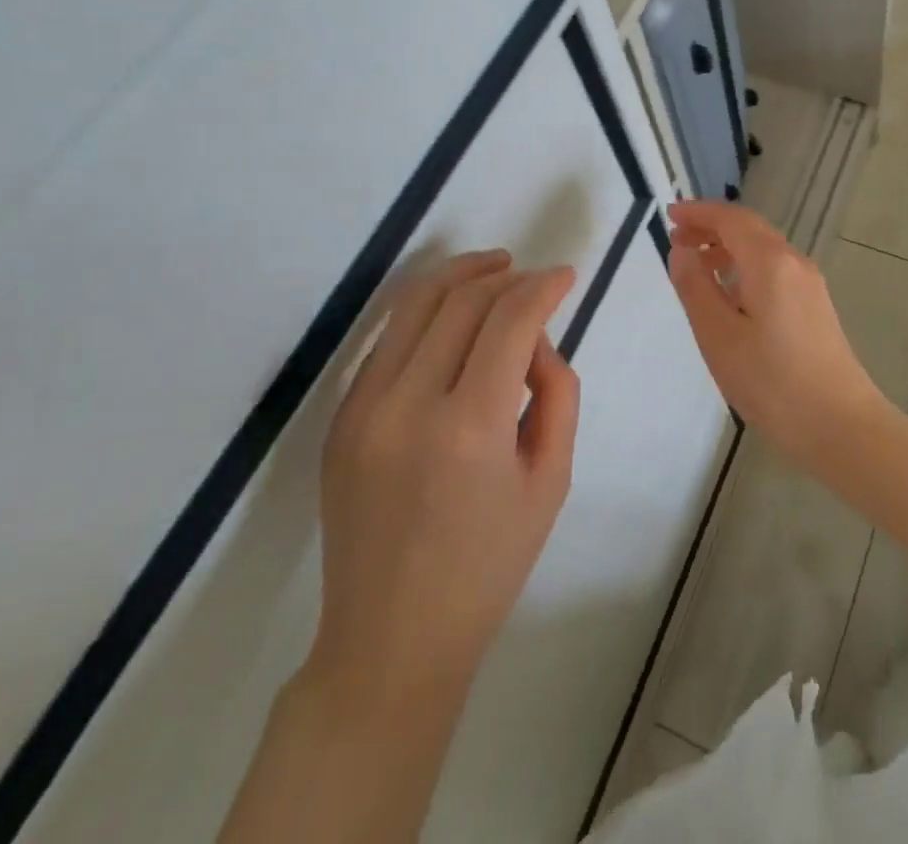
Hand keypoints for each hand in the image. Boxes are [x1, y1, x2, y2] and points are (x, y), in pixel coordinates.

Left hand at [303, 251, 579, 710]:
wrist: (391, 640)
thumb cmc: (488, 566)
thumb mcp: (551, 479)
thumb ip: (556, 392)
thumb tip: (535, 341)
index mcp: (469, 427)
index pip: (510, 320)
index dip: (544, 286)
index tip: (567, 275)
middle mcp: (407, 405)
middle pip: (462, 299)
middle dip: (507, 275)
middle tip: (536, 278)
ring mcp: (362, 409)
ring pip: (414, 304)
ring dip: (461, 275)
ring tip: (495, 267)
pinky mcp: (340, 418)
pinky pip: (388, 339)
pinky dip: (426, 311)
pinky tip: (453, 314)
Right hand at [665, 201, 889, 472]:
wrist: (841, 426)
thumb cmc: (772, 382)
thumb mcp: (719, 336)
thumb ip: (695, 287)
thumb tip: (681, 250)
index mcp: (770, 262)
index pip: (730, 219)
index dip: (698, 212)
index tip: (669, 214)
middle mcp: (794, 262)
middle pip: (749, 229)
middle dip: (712, 227)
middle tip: (677, 239)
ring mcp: (810, 284)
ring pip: (764, 249)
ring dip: (728, 247)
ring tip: (697, 266)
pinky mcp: (816, 306)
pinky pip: (775, 269)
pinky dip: (746, 267)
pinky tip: (731, 294)